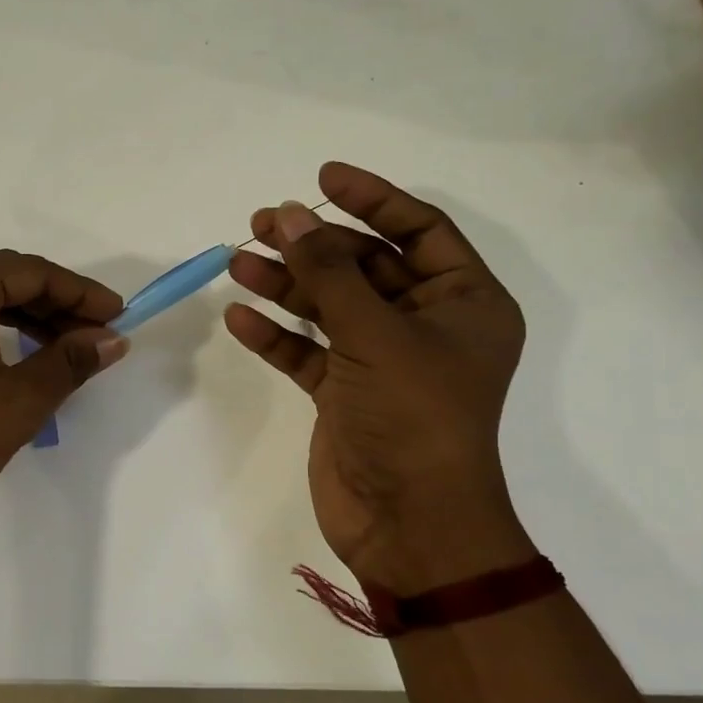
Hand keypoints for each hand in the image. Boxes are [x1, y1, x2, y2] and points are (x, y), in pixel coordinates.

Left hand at [0, 249, 126, 539]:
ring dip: (18, 319)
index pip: (30, 272)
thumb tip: (111, 339)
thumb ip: (70, 361)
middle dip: (52, 308)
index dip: (81, 294)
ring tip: (59, 349)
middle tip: (95, 337)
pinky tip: (7, 354)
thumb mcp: (18, 401)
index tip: (119, 316)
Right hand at [225, 162, 536, 592]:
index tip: (322, 178)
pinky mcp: (344, 393)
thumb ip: (328, 274)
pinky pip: (307, 351)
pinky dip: (276, 334)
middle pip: (364, 266)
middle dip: (314, 244)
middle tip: (263, 222)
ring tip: (239, 260)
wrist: (409, 524)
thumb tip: (288, 216)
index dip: (373, 198)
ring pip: (329, 307)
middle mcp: (424, 325)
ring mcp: (380, 360)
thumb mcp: (375, 335)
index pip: (419, 230)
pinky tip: (239, 317)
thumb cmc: (414, 418)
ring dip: (286, 284)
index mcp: (463, 303)